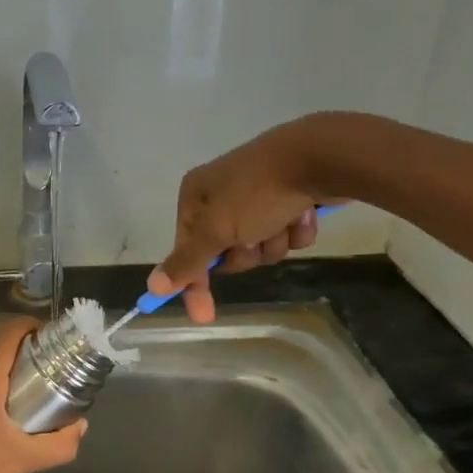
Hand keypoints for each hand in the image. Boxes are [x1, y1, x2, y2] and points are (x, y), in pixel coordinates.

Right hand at [150, 117, 346, 321]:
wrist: (319, 157)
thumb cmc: (256, 193)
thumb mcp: (215, 231)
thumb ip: (186, 262)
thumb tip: (153, 286)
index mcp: (196, 196)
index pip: (186, 249)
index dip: (193, 282)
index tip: (203, 315)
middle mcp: (221, 193)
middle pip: (225, 250)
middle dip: (245, 253)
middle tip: (254, 239)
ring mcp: (257, 194)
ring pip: (260, 244)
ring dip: (273, 242)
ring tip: (283, 221)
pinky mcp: (288, 196)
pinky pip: (286, 231)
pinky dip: (295, 229)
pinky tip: (303, 213)